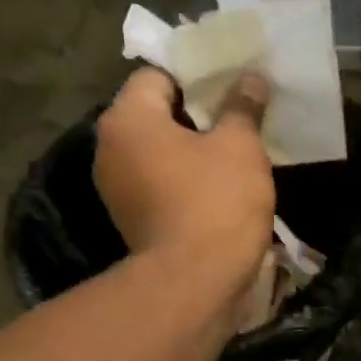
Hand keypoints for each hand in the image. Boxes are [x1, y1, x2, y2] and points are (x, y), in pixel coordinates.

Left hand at [94, 68, 274, 289]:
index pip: (158, 76)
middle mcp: (110, 149)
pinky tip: (218, 194)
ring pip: (159, 155)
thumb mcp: (240, 147)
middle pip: (156, 116)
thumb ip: (242, 107)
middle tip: (237, 123)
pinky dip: (184, 185)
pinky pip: (160, 188)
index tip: (231, 90)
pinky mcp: (132, 223)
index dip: (198, 78)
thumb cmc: (216, 203)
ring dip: (191, 155)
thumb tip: (251, 78)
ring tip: (233, 160)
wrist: (196, 284)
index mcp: (128, 118)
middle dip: (196, 118)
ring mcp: (117, 191)